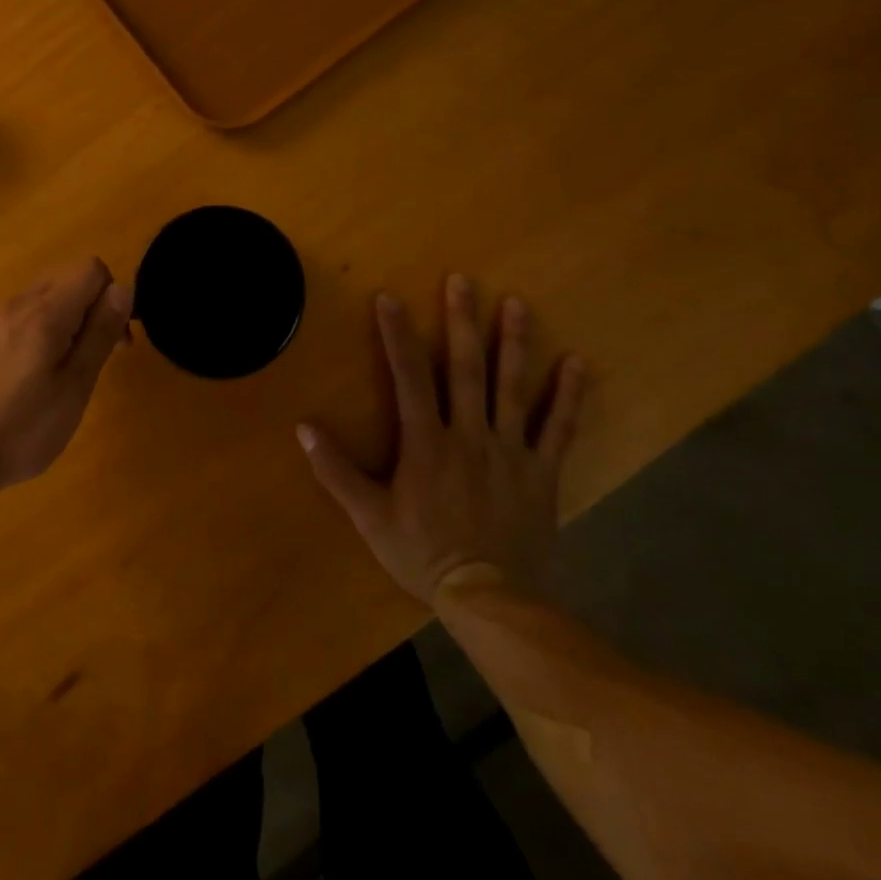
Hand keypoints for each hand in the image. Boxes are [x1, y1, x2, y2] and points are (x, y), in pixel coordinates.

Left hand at [0, 259, 132, 499]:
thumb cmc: (21, 428)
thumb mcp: (74, 387)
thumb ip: (99, 334)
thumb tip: (123, 290)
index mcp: (44, 312)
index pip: (91, 269)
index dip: (112, 297)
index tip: (114, 341)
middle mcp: (16, 303)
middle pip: (66, 279)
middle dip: (90, 308)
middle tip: (94, 359)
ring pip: (41, 299)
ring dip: (64, 322)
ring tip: (61, 375)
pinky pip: (18, 318)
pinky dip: (37, 333)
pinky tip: (27, 380)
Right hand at [297, 276, 585, 604]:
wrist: (490, 598)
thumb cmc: (423, 554)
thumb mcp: (368, 516)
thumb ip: (336, 470)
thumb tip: (303, 428)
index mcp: (426, 443)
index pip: (409, 378)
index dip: (397, 336)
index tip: (389, 298)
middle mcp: (469, 436)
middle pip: (465, 370)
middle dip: (461, 322)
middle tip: (463, 281)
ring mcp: (510, 452)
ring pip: (513, 389)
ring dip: (514, 344)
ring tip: (517, 304)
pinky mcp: (542, 472)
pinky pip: (559, 429)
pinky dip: (569, 396)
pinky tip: (578, 363)